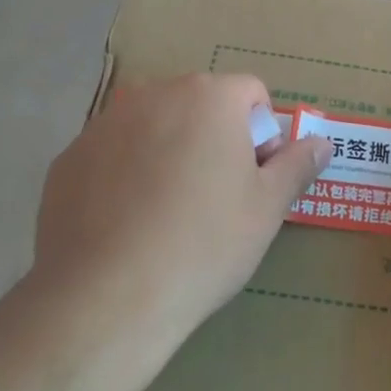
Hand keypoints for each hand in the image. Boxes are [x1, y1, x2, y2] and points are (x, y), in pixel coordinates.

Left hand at [34, 75, 329, 343]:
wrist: (106, 298)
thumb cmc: (204, 244)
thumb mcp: (267, 208)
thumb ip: (297, 165)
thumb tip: (322, 142)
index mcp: (209, 98)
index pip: (250, 93)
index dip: (262, 134)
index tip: (253, 179)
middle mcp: (155, 94)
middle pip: (200, 104)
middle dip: (214, 138)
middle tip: (215, 198)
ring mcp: (106, 123)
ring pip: (154, 126)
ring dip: (169, 152)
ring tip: (167, 214)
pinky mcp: (69, 157)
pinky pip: (112, 154)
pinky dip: (124, 175)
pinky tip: (125, 224)